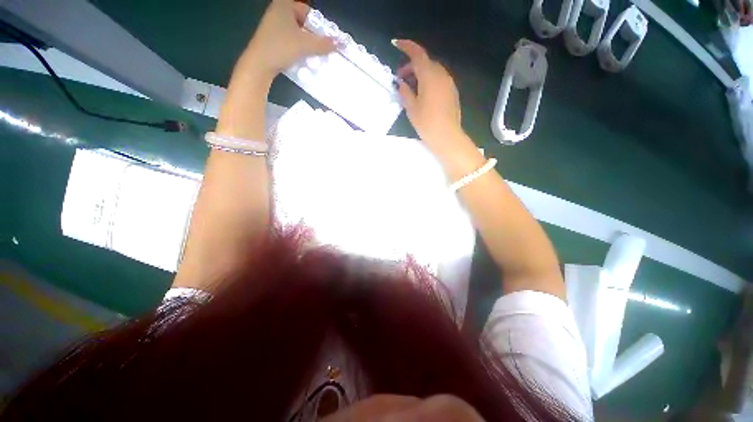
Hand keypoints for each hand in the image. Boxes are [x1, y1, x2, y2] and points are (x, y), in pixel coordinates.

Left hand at [238, 0, 336, 81]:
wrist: (259, 64)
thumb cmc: (281, 47)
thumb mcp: (306, 45)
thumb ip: (324, 44)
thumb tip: (341, 43)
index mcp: (285, 5)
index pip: (309, 13)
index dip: (319, 27)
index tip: (326, 41)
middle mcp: (278, 11)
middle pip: (304, 24)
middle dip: (314, 38)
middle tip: (321, 50)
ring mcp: (273, 25)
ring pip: (297, 34)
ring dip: (307, 46)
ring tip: (314, 57)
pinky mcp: (271, 39)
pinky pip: (290, 41)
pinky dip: (298, 49)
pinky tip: (302, 59)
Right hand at [394, 40, 462, 148]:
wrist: (447, 137)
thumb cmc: (427, 123)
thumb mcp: (411, 108)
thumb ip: (405, 92)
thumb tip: (401, 84)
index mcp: (429, 75)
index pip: (417, 54)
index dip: (407, 47)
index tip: (396, 45)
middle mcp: (441, 74)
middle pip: (425, 62)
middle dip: (412, 66)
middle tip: (401, 79)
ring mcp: (449, 83)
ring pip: (433, 71)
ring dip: (420, 74)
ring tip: (411, 88)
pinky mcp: (452, 92)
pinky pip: (439, 80)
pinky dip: (429, 81)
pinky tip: (423, 94)